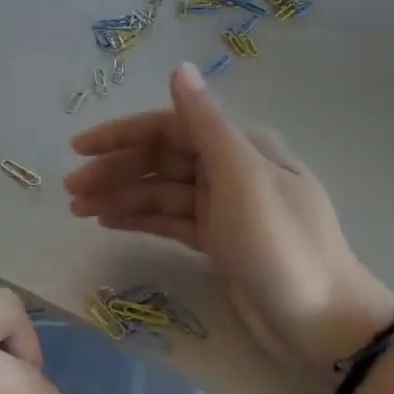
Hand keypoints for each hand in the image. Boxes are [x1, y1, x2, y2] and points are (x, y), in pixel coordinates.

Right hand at [65, 63, 393, 374]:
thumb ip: (206, 123)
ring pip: (161, 193)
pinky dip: (140, 220)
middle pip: (161, 160)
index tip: (78, 148)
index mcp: (239, 146)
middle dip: (115, 171)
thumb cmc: (282, 245)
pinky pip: (170, 221)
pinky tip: (108, 223)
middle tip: (70, 190)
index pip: (170, 127)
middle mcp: (230, 169)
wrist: (324, 326)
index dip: (122, 135)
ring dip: (120, 197)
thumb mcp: (242, 178)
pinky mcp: (218, 242)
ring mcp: (224, 207)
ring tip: (78, 211)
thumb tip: (180, 67)